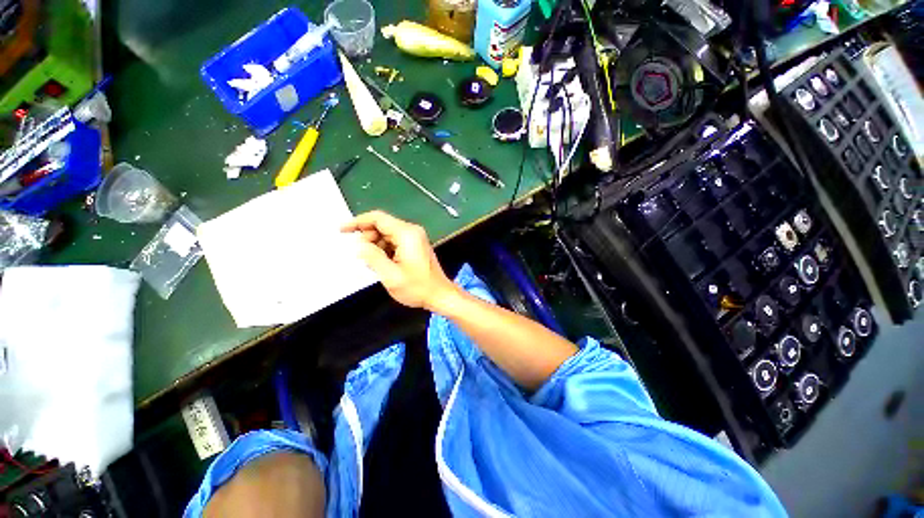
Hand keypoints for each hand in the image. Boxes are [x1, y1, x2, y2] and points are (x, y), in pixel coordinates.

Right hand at [341, 211, 455, 309]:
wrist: (440, 295)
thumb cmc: (418, 288)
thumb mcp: (391, 275)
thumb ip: (372, 257)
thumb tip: (358, 245)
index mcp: (407, 234)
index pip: (378, 218)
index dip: (358, 222)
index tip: (342, 230)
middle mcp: (412, 232)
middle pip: (382, 226)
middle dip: (367, 238)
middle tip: (361, 256)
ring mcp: (415, 238)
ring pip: (387, 235)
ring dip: (376, 246)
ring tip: (373, 264)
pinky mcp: (415, 246)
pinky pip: (394, 242)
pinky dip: (384, 250)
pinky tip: (383, 264)